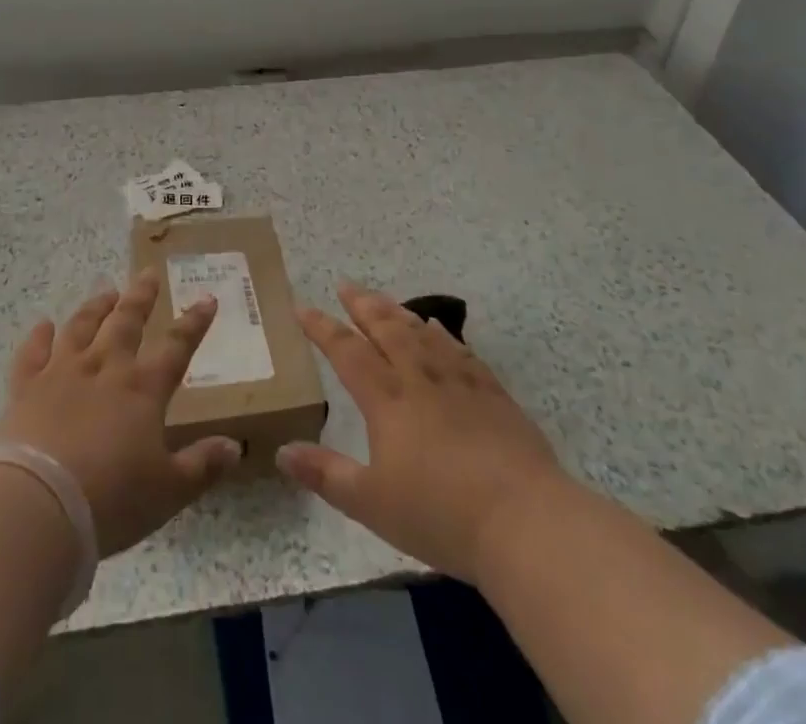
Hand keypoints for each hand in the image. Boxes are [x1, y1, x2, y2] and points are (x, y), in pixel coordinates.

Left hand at [0, 270, 242, 554]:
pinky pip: (33, 353)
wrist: (38, 505)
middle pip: (125, 323)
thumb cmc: (111, 501)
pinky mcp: (26, 387)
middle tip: (148, 273)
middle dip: (141, 297)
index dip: (194, 324)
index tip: (207, 299)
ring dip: (95, 308)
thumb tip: (235, 446)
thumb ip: (202, 466)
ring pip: (81, 328)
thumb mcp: (168, 492)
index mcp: (142, 390)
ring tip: (106, 292)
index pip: (176, 348)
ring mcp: (62, 373)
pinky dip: (38, 337)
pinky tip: (43, 325)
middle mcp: (104, 369)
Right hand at [277, 280, 570, 581]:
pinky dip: (442, 334)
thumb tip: (281, 452)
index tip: (302, 307)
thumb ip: (326, 474)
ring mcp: (459, 382)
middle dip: (361, 305)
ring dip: (397, 311)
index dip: (322, 328)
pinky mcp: (492, 394)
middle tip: (345, 285)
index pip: (346, 351)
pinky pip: (460, 350)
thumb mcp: (371, 504)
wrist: (524, 521)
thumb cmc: (441, 514)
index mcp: (386, 399)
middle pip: (385, 328)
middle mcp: (419, 378)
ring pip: (421, 332)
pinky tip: (437, 327)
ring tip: (382, 299)